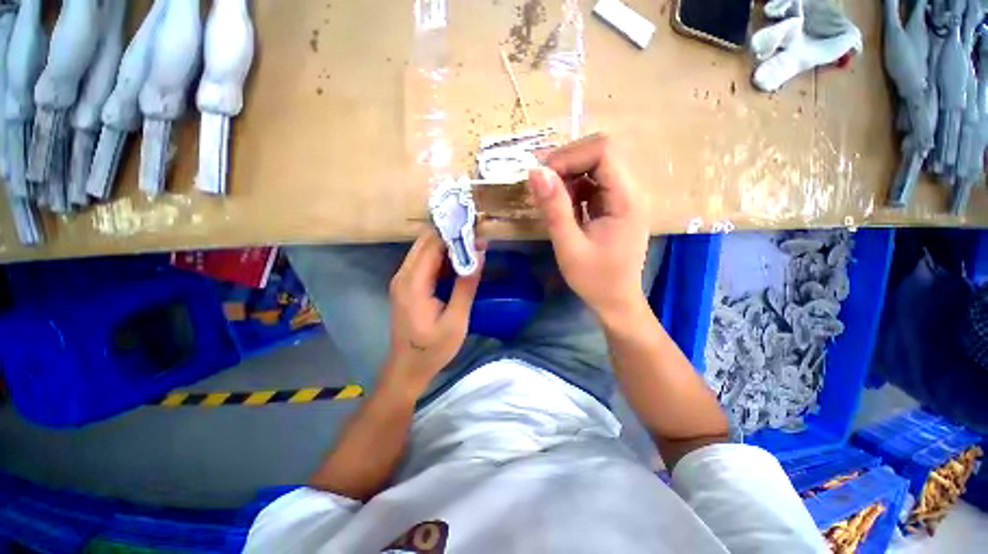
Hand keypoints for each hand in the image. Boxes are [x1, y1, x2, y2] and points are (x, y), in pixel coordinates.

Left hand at [386, 229, 482, 392]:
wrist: (407, 368)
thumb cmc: (432, 349)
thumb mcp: (456, 320)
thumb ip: (466, 286)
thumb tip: (479, 255)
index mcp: (413, 283)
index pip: (433, 245)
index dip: (454, 234)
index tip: (477, 231)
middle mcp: (403, 276)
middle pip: (426, 243)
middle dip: (451, 236)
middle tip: (477, 237)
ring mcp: (403, 280)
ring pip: (424, 250)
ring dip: (447, 246)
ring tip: (473, 246)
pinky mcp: (406, 286)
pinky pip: (424, 263)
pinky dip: (441, 258)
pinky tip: (459, 262)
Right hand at [527, 134, 649, 321]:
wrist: (616, 301)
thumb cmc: (595, 280)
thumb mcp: (569, 247)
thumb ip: (554, 209)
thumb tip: (536, 172)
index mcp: (626, 200)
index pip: (604, 151)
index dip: (570, 156)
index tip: (543, 176)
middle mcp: (630, 192)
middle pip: (601, 152)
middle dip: (567, 162)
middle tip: (542, 185)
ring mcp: (623, 198)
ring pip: (595, 165)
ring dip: (568, 175)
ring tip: (550, 198)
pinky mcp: (614, 206)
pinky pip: (593, 183)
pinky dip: (573, 188)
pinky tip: (562, 206)